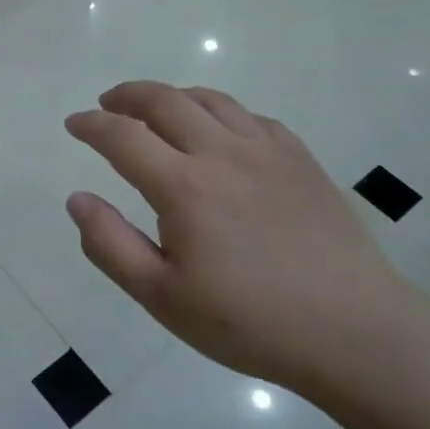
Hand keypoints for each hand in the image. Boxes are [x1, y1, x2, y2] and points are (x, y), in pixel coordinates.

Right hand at [65, 82, 427, 401]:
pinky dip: (219, 111)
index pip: (122, 136)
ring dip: (171, 96)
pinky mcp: (301, 160)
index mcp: (184, 187)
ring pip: (210, 100)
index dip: (91, 125)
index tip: (73, 124)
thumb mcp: (162, 297)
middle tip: (106, 104)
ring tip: (154, 110)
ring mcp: (268, 152)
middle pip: (164, 101)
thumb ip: (109, 244)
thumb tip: (77, 199)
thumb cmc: (249, 322)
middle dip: (127, 96)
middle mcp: (223, 153)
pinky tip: (218, 132)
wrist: (356, 332)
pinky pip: (251, 116)